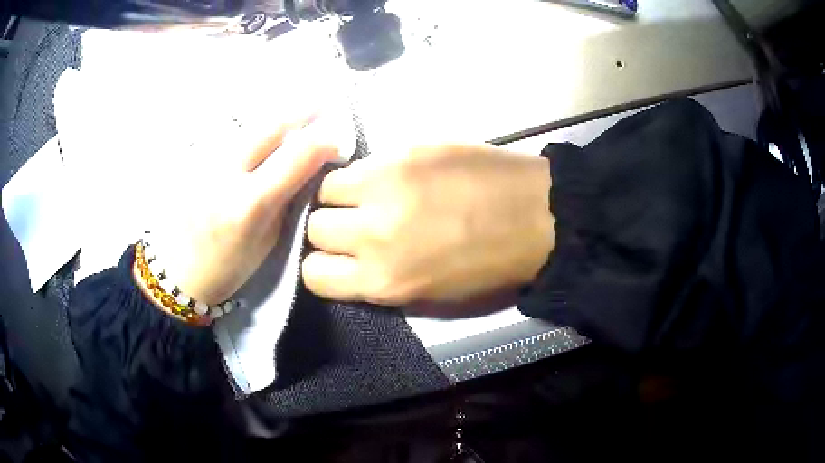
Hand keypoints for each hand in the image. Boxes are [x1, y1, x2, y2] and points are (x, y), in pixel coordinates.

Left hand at [141, 112, 346, 304]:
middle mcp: (225, 173)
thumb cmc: (228, 266)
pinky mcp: (193, 157)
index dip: (323, 141)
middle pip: (270, 125)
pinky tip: (261, 130)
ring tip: (296, 111)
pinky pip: (229, 132)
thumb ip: (286, 198)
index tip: (338, 137)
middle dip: (302, 109)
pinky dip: (252, 126)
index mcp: (249, 204)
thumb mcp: (268, 240)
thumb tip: (307, 165)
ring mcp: (205, 160)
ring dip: (277, 114)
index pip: (296, 156)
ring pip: (248, 123)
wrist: (178, 270)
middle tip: (323, 101)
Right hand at [302, 144, 553, 311]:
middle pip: (314, 228)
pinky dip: (366, 174)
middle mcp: (373, 233)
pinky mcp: (405, 151)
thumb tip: (350, 261)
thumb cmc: (490, 267)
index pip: (313, 275)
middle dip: (330, 230)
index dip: (321, 267)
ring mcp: (387, 185)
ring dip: (341, 196)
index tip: (337, 258)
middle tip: (355, 224)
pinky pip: (361, 163)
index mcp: (383, 280)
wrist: (538, 216)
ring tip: (369, 196)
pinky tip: (391, 177)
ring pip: (326, 188)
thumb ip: (379, 281)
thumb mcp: (429, 296)